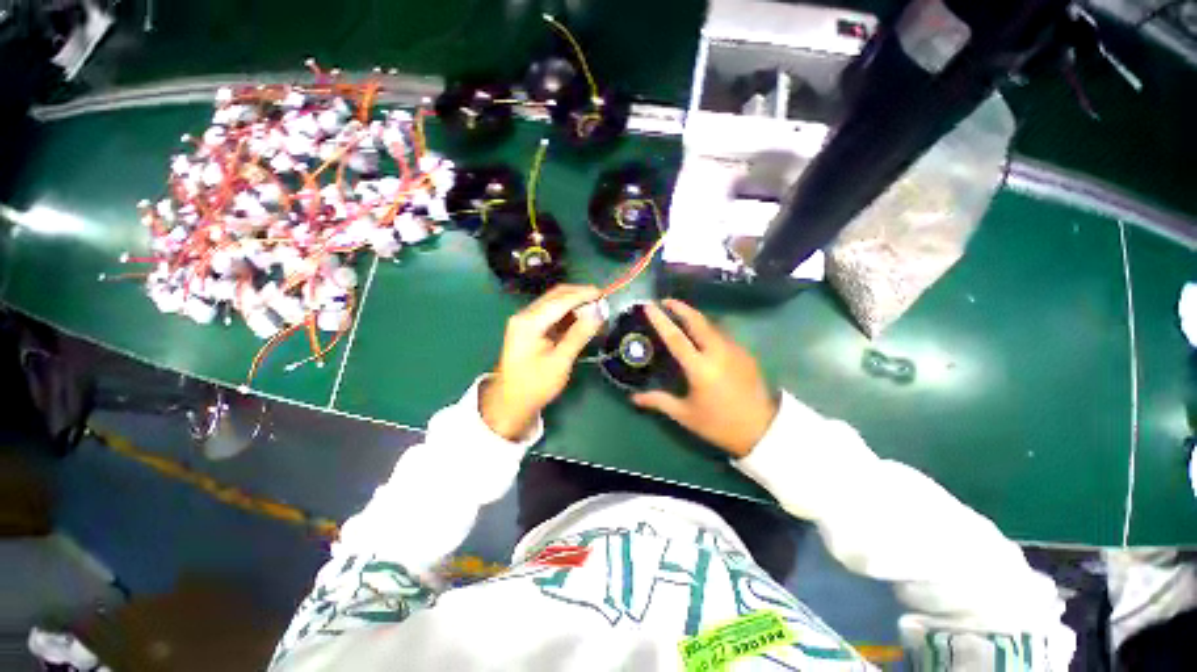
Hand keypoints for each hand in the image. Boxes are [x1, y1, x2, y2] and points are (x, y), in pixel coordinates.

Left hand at [481, 285, 602, 439]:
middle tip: (602, 300)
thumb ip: (579, 334)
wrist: (510, 403)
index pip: (560, 300)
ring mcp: (526, 321)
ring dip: (575, 304)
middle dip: (579, 295)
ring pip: (554, 303)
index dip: (583, 295)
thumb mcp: (560, 361)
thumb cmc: (535, 385)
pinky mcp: (529, 328)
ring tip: (595, 310)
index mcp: (529, 322)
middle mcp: (525, 315)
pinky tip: (581, 319)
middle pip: (556, 296)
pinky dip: (568, 314)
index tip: (603, 294)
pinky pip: (551, 314)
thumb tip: (598, 313)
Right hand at [632, 299, 777, 457]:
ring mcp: (734, 350)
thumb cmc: (719, 424)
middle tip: (665, 301)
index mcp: (700, 368)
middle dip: (680, 307)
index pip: (676, 337)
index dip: (660, 320)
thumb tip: (634, 398)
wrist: (763, 430)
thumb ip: (659, 401)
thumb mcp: (685, 415)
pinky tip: (702, 336)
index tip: (649, 306)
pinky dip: (708, 329)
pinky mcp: (745, 353)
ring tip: (681, 315)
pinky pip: (722, 334)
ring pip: (712, 325)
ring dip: (695, 317)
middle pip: (697, 321)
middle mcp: (718, 352)